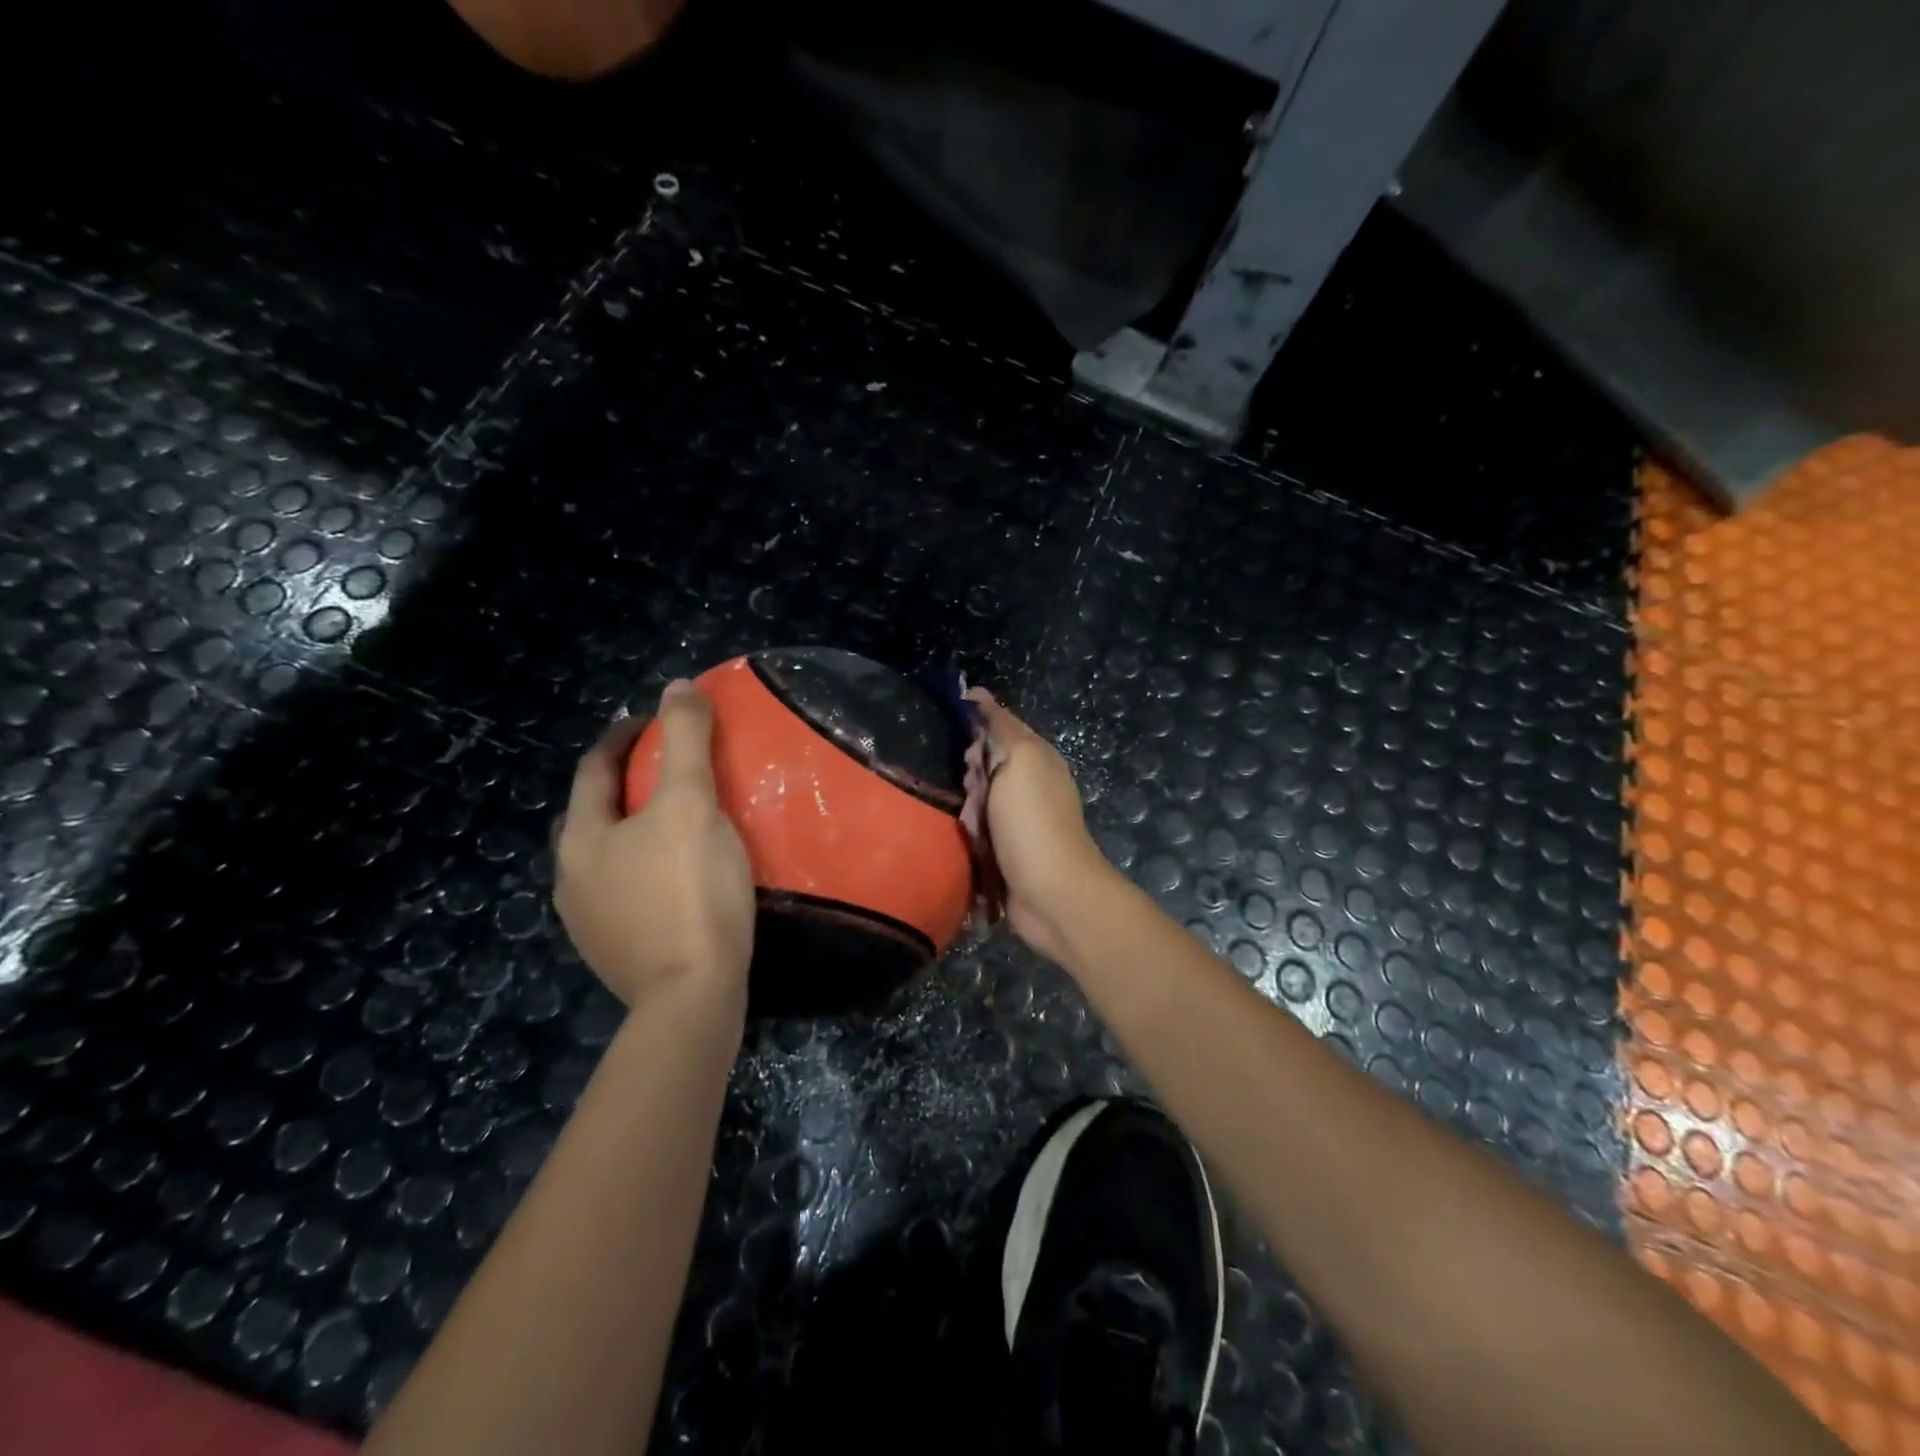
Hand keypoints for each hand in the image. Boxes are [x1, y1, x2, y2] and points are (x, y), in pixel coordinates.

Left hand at [554, 681, 755, 1013]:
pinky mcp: (615, 952)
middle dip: (622, 785)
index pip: (594, 769)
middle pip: (592, 814)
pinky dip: (645, 868)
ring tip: (676, 822)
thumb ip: (684, 742)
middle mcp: (570, 878)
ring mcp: (589, 922)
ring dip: (633, 830)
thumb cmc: (690, 890)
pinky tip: (678, 876)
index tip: (654, 720)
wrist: (692, 996)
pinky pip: (625, 891)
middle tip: (665, 770)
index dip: (623, 736)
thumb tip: (678, 686)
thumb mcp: (692, 804)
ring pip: (606, 857)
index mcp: (582, 838)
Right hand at [965, 688, 1116, 967]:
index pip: (998, 723)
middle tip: (970, 787)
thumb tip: (978, 695)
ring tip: (972, 822)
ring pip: (975, 798)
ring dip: (966, 808)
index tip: (946, 727)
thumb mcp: (1019, 761)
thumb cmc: (1033, 822)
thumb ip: (1000, 728)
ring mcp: (1018, 818)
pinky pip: (975, 829)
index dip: (972, 722)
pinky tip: (966, 840)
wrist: (1050, 894)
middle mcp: (1029, 782)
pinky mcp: (1005, 848)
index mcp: (1037, 756)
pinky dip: (968, 834)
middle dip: (967, 772)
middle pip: (982, 763)